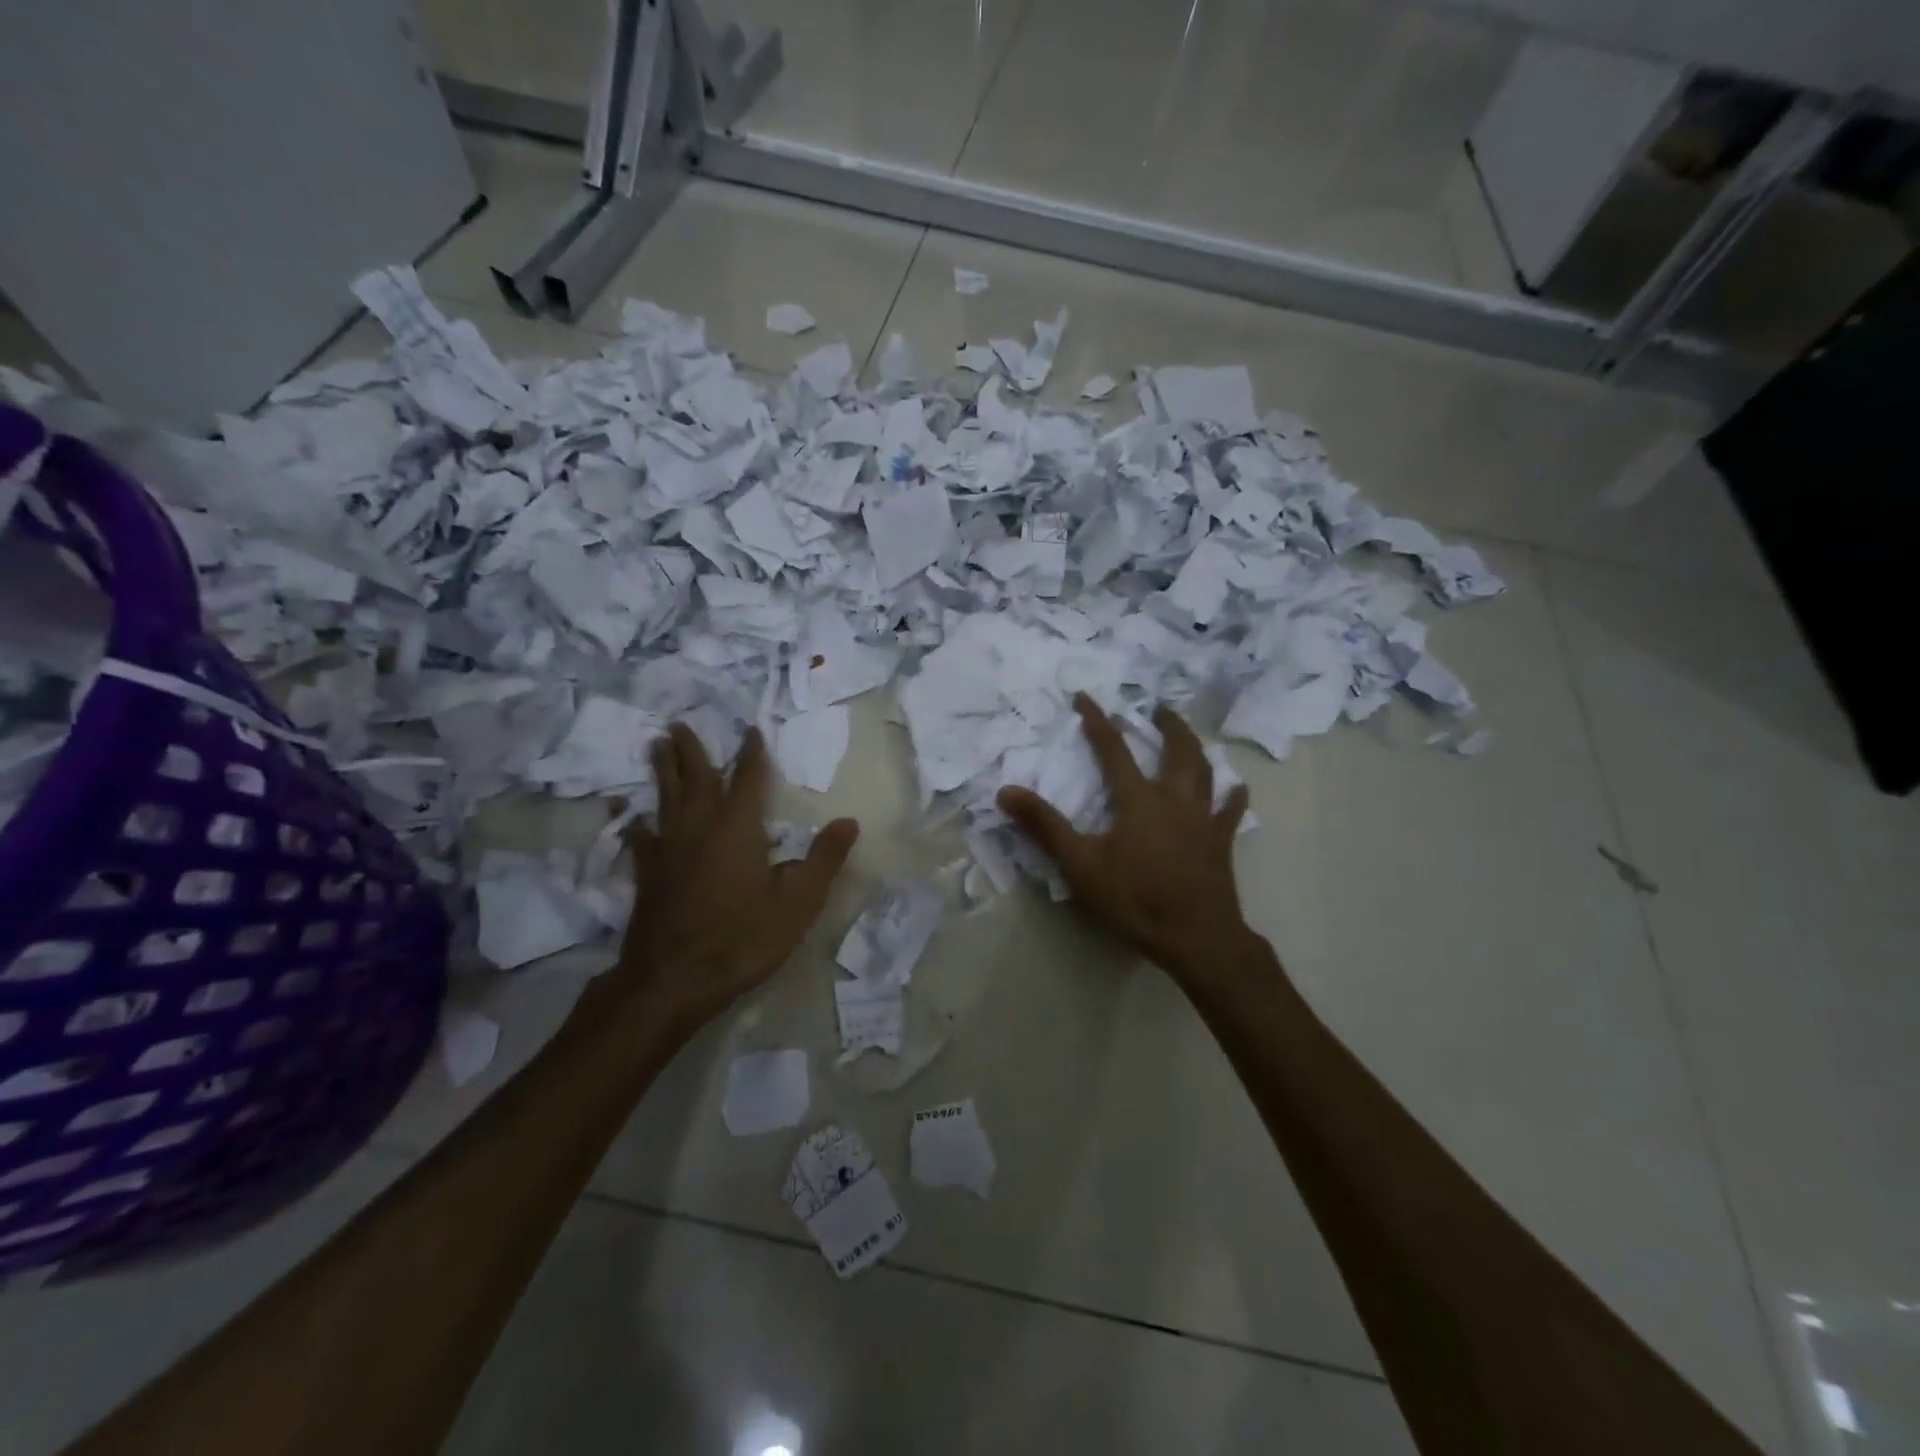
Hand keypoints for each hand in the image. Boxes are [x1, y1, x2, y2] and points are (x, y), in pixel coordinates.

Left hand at [611, 723, 857, 1029]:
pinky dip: (639, 824)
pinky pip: (642, 838)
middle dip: (691, 750)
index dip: (752, 753)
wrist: (674, 980)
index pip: (748, 778)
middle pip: (695, 778)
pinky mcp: (647, 875)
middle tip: (679, 724)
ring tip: (656, 746)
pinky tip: (633, 820)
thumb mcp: (799, 902)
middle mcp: (699, 827)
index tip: (750, 730)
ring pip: (665, 799)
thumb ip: (824, 858)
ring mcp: (668, 850)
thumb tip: (849, 821)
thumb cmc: (743, 938)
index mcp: (738, 827)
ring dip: (664, 771)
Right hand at [998, 696, 1251, 981]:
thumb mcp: (1080, 864)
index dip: (1097, 720)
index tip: (1084, 697)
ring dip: (1195, 748)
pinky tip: (1238, 788)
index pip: (1113, 749)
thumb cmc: (1135, 898)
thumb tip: (1006, 791)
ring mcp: (1203, 819)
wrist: (1196, 936)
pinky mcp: (1220, 843)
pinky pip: (1230, 812)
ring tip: (1188, 736)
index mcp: (1138, 799)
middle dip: (1166, 725)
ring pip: (1204, 772)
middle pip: (1175, 750)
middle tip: (1158, 709)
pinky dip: (1233, 797)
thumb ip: (1044, 826)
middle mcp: (1174, 799)